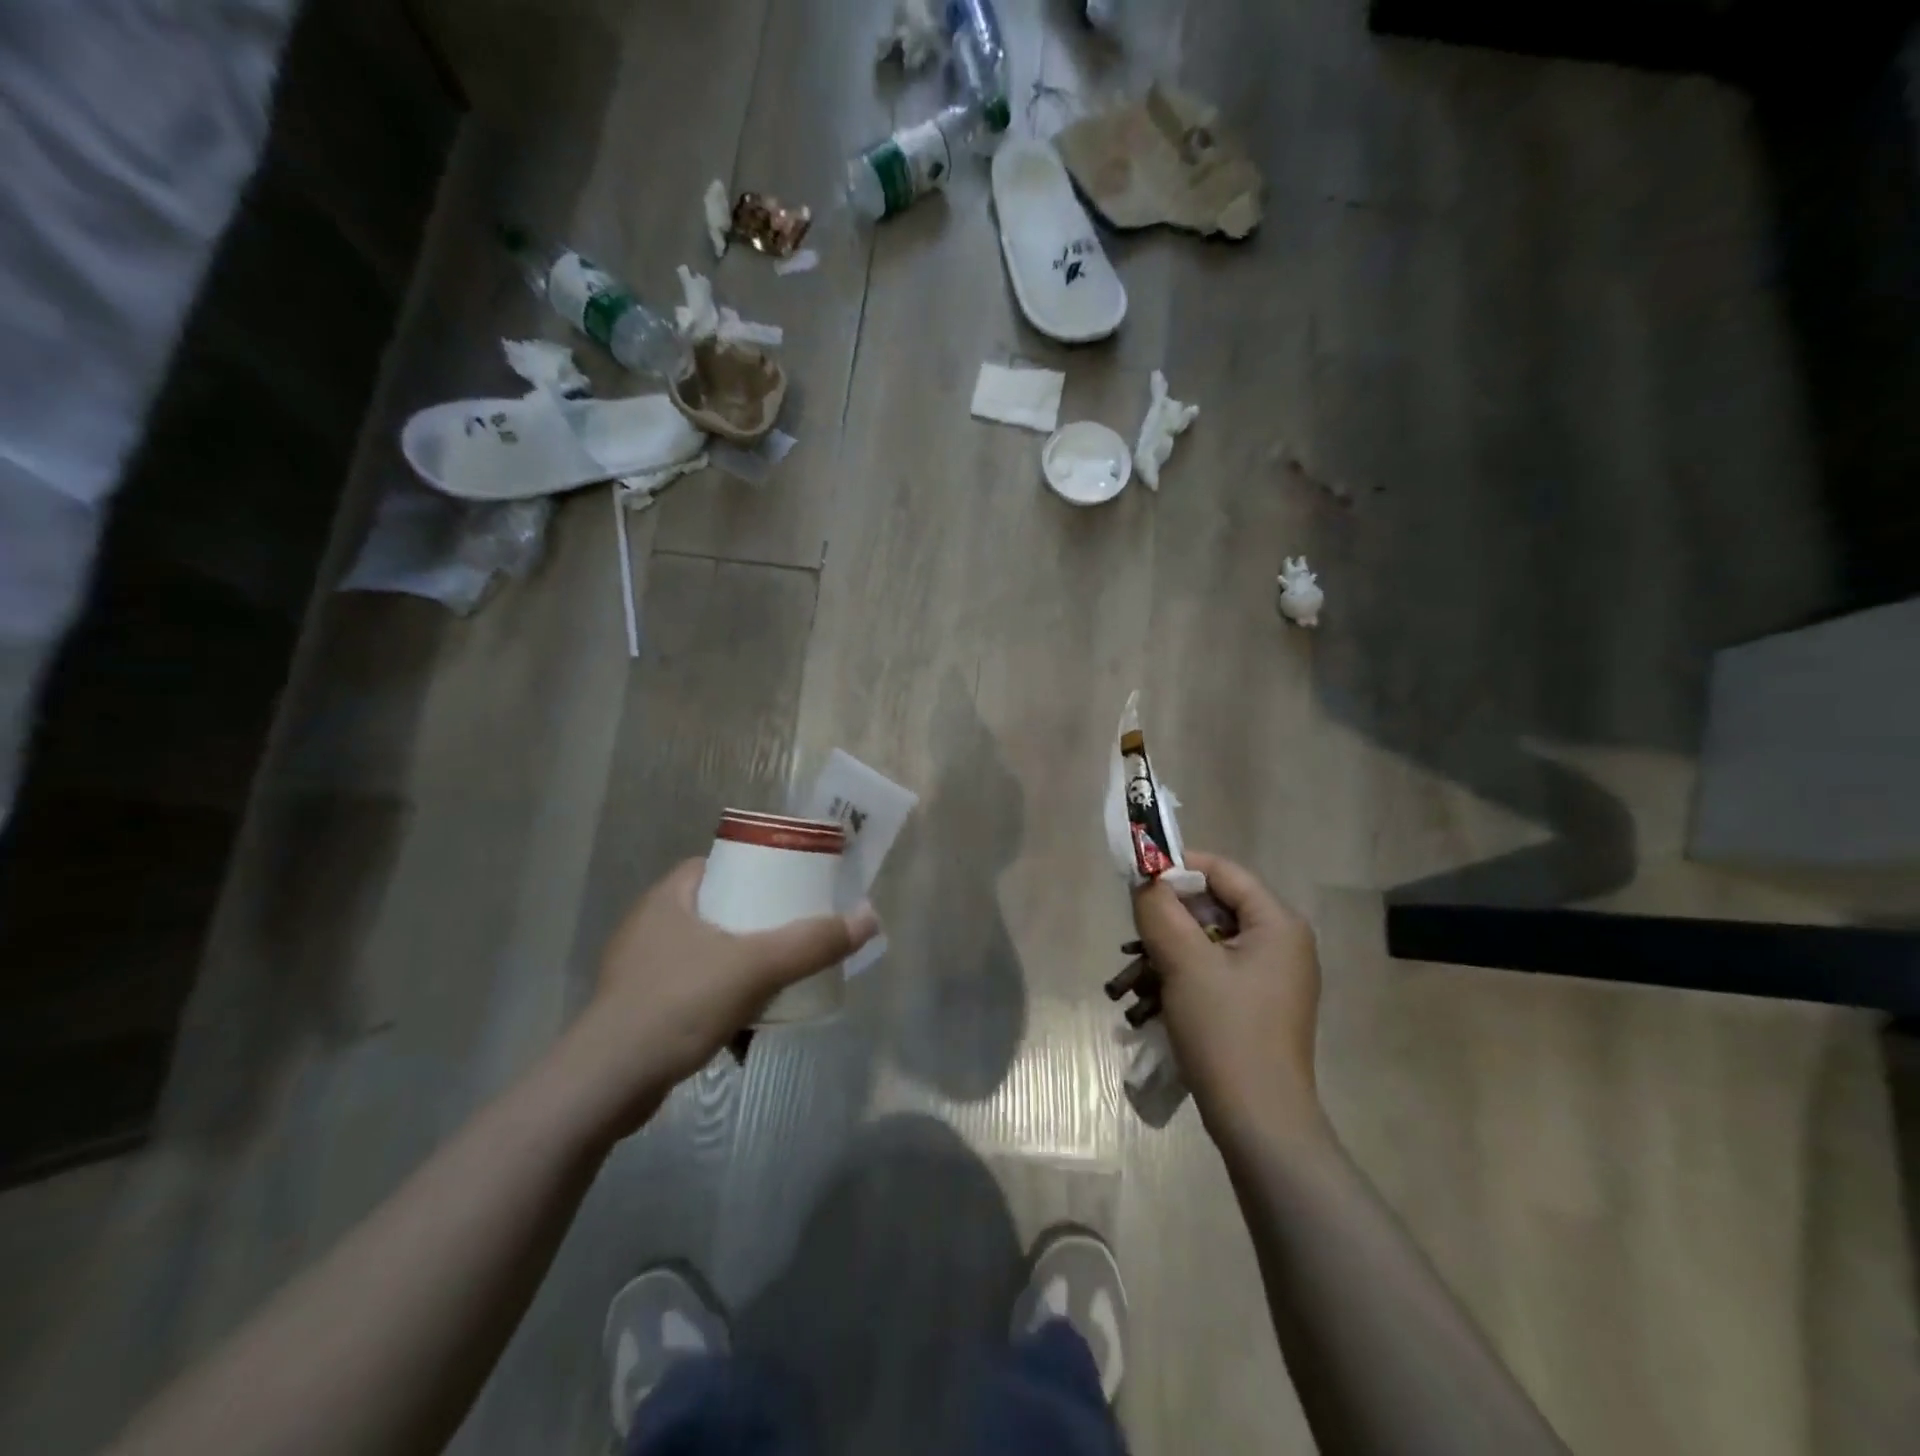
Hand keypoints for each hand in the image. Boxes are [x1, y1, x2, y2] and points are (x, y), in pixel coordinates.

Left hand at [568, 859, 878, 1133]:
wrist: (606, 1086)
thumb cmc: (678, 1004)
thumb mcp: (756, 967)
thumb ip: (813, 942)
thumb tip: (869, 917)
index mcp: (668, 897)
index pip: (718, 865)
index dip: (756, 869)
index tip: (790, 886)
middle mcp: (650, 925)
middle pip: (718, 910)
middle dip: (757, 925)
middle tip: (794, 934)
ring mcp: (640, 970)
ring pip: (707, 954)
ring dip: (742, 967)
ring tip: (779, 980)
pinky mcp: (638, 1011)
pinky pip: (693, 992)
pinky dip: (721, 1002)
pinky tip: (745, 1028)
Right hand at [1130, 851, 1321, 1138]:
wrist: (1259, 1124)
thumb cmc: (1226, 1033)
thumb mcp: (1184, 963)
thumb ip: (1159, 910)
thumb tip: (1144, 877)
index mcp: (1277, 924)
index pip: (1222, 871)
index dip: (1177, 869)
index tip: (1136, 883)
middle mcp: (1280, 943)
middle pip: (1213, 907)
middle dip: (1166, 921)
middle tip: (1131, 941)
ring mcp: (1269, 977)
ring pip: (1207, 942)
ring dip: (1166, 954)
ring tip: (1130, 981)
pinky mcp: (1255, 1005)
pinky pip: (1212, 972)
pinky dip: (1180, 978)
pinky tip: (1149, 1003)